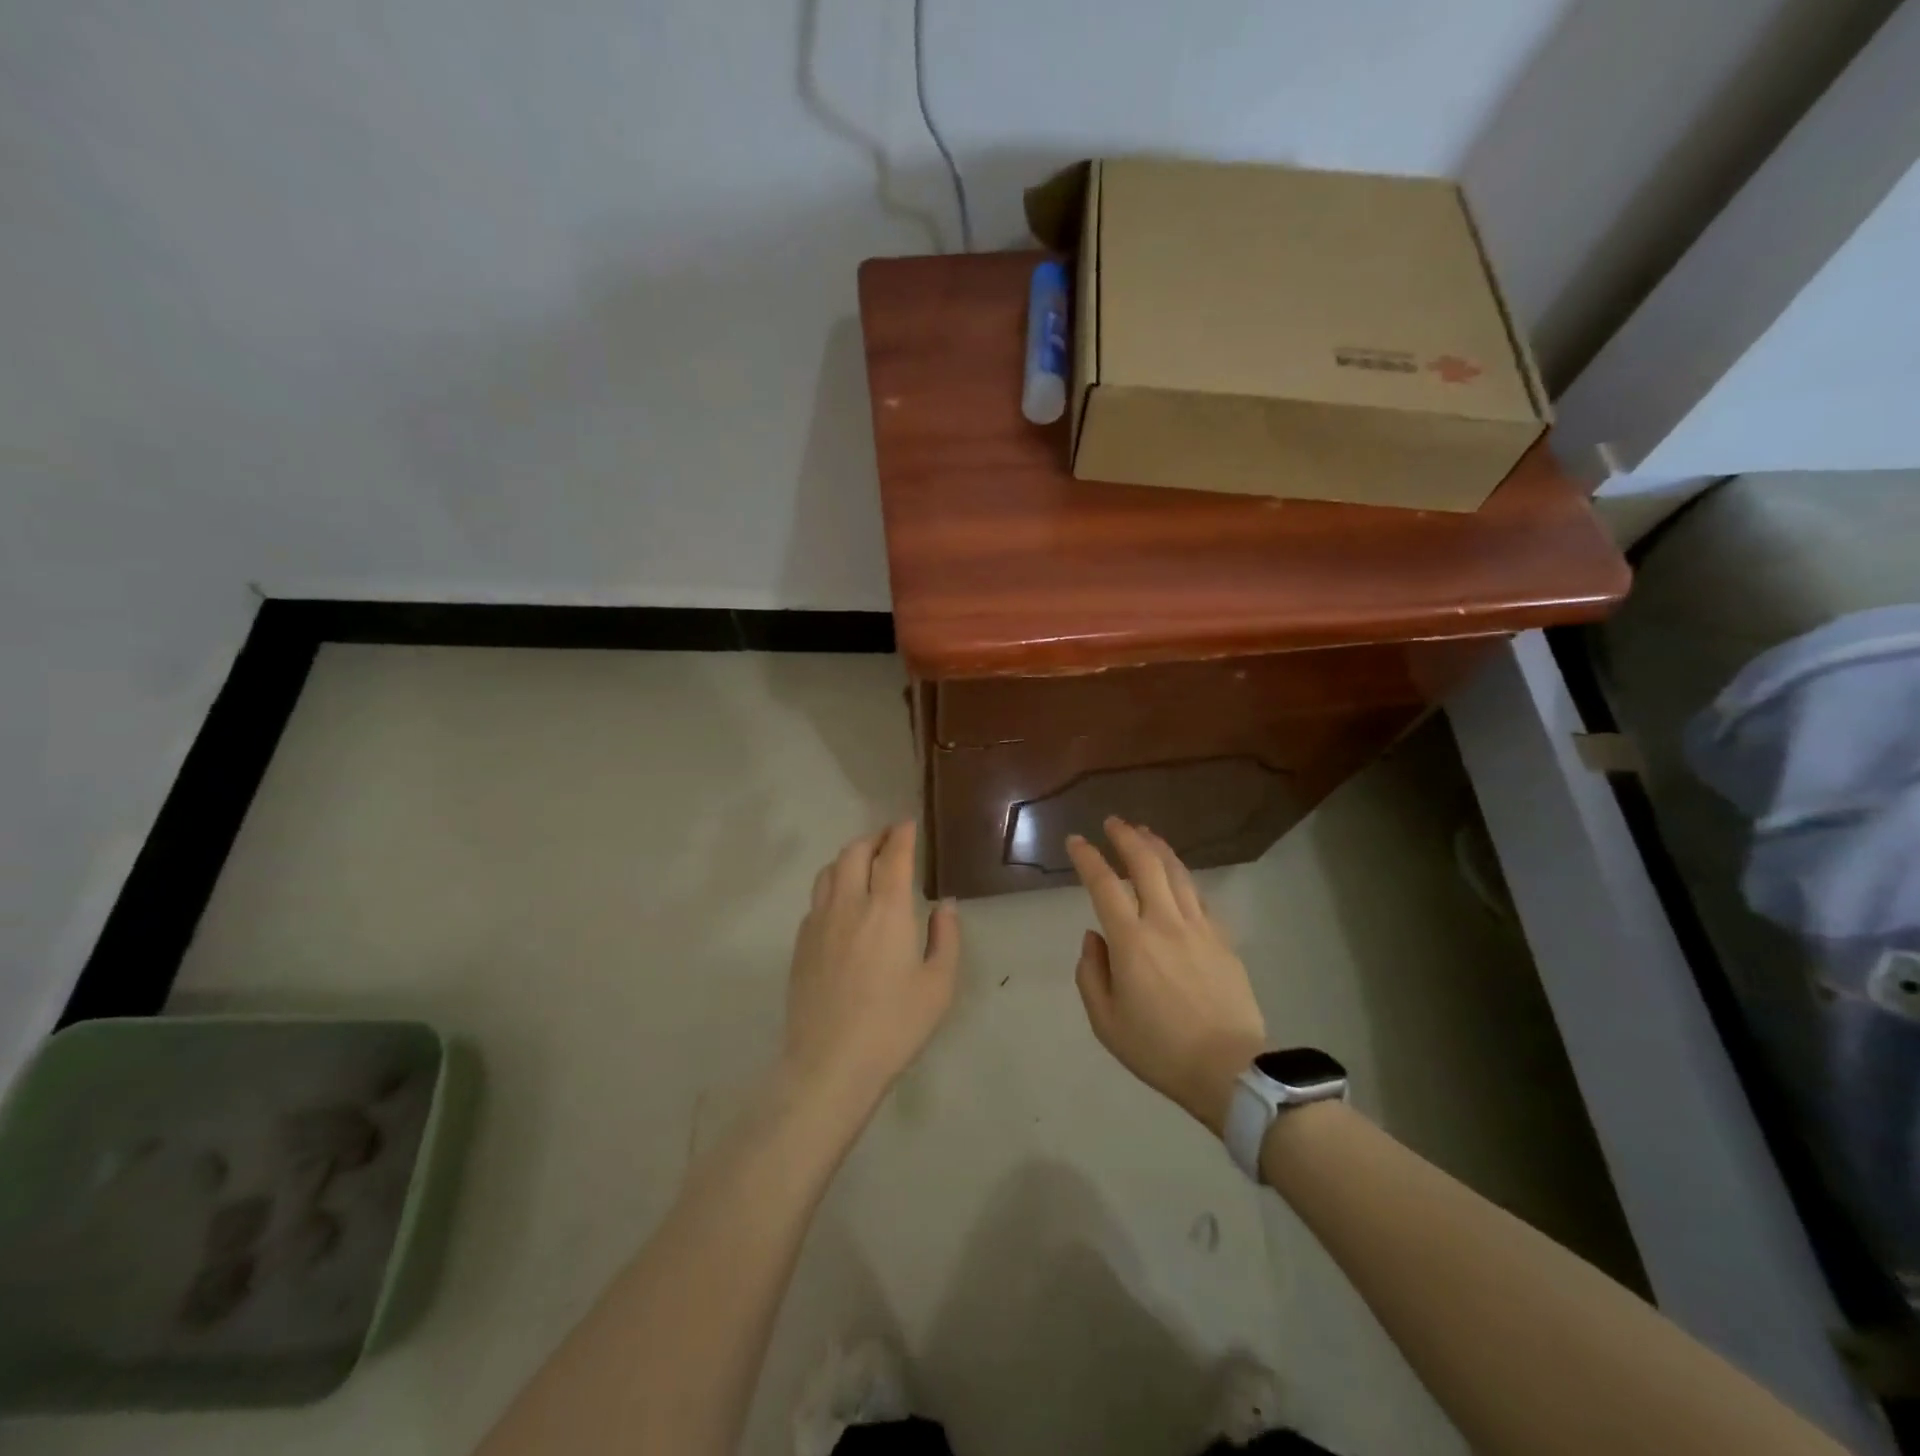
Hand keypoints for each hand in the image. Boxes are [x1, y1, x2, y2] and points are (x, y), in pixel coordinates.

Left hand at [782, 820, 959, 1117]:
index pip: (893, 855)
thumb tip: (944, 906)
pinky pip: (815, 899)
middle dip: (873, 838)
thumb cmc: (894, 1025)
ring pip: (828, 870)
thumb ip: (946, 938)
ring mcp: (818, 922)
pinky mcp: (800, 944)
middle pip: (854, 852)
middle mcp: (849, 904)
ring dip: (848, 857)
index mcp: (887, 910)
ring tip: (862, 863)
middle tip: (888, 839)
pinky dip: (832, 886)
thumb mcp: (938, 985)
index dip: (901, 834)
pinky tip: (841, 904)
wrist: (830, 1064)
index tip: (908, 824)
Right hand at [1067, 818, 1266, 1135]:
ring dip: (1157, 847)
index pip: (1104, 885)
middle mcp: (1164, 922)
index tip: (1076, 841)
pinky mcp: (1222, 938)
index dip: (1088, 858)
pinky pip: (1198, 896)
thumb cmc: (1159, 1049)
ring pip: (1177, 872)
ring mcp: (1198, 927)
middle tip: (1113, 822)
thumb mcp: (1106, 1022)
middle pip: (1145, 865)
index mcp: (1131, 941)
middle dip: (1126, 837)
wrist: (1229, 1069)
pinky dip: (1182, 876)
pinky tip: (1177, 874)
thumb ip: (1091, 973)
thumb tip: (1094, 936)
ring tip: (1144, 831)